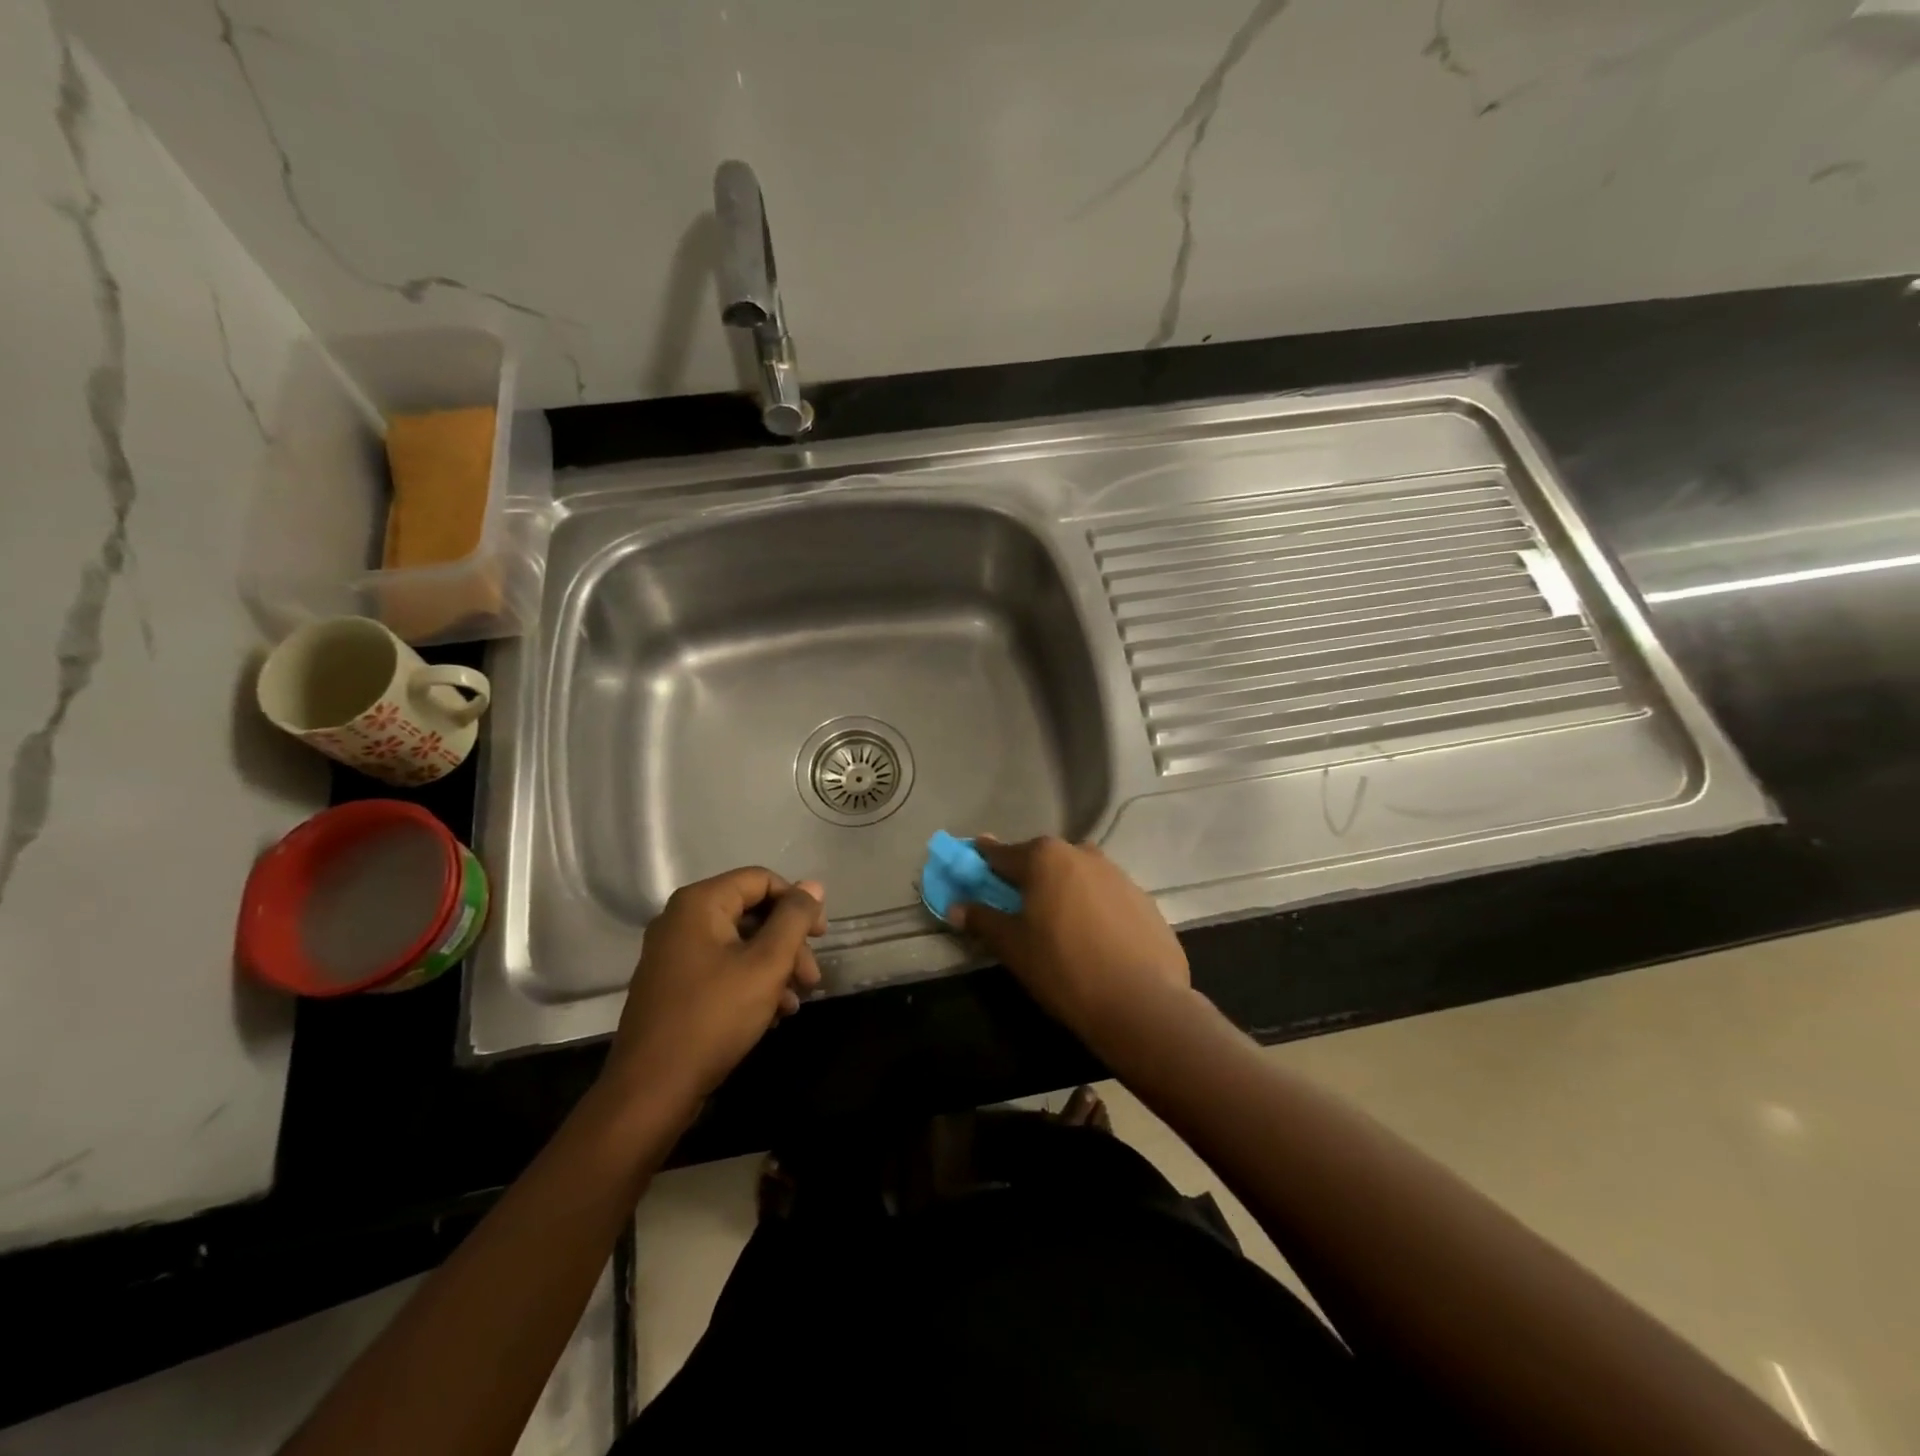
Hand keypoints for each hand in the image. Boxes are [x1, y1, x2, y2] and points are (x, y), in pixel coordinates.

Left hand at [602, 868, 826, 1114]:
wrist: (652, 1090)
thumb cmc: (714, 1017)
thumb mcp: (766, 964)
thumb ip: (794, 919)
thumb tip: (813, 885)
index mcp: (699, 904)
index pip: (761, 880)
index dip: (796, 903)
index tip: (821, 937)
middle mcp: (681, 919)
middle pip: (752, 913)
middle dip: (788, 943)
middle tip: (811, 979)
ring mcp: (673, 954)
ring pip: (740, 944)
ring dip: (775, 968)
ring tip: (795, 1003)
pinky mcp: (673, 985)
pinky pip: (722, 968)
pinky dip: (751, 983)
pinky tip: (772, 1015)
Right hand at [949, 837, 1188, 1043]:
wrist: (1141, 1002)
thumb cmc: (1063, 968)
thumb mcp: (1013, 946)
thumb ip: (982, 920)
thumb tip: (956, 907)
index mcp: (1045, 858)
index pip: (1003, 853)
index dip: (984, 859)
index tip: (974, 857)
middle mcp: (1082, 854)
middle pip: (1043, 859)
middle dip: (1027, 875)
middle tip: (1016, 901)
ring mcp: (1118, 874)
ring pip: (1078, 875)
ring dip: (1063, 889)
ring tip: (1057, 922)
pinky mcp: (1144, 899)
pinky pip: (1106, 895)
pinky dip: (1092, 907)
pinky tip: (1093, 938)